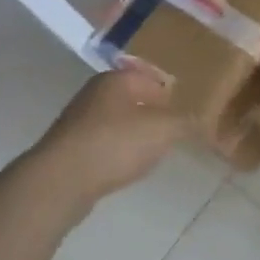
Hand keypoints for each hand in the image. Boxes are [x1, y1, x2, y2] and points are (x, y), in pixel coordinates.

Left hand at [29, 67, 187, 217]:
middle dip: (151, 115)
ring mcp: (76, 122)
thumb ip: (186, 122)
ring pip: (115, 123)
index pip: (152, 78)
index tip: (182, 113)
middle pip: (132, 99)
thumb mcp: (164, 129)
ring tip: (149, 154)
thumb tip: (200, 119)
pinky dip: (114, 154)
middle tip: (169, 133)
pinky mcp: (66, 149)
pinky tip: (122, 169)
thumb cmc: (116, 143)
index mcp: (117, 79)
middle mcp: (94, 93)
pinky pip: (100, 145)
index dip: (170, 95)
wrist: (59, 181)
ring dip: (132, 136)